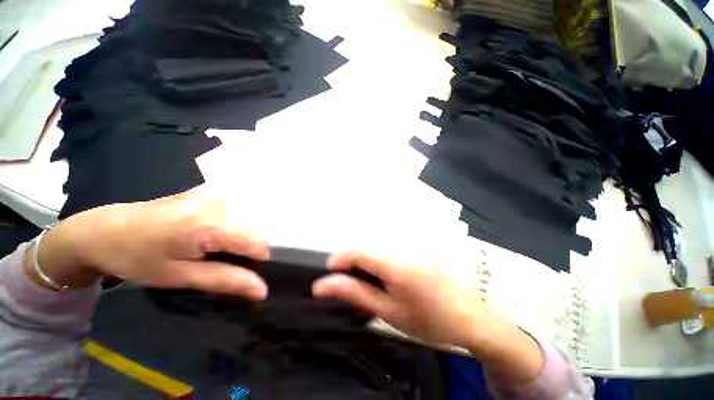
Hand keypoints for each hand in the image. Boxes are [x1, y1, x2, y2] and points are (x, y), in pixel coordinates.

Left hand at [25, 189, 269, 299]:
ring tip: (207, 251)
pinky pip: (232, 214)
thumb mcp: (181, 276)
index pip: (259, 244)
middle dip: (244, 251)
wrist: (101, 230)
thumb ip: (226, 280)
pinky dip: (226, 228)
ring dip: (235, 240)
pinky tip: (203, 235)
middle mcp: (220, 203)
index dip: (256, 263)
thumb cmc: (137, 257)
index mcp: (213, 224)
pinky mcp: (207, 193)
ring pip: (245, 223)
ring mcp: (214, 195)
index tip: (237, 274)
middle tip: (217, 264)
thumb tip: (263, 290)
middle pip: (254, 232)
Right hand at [312, 251, 490, 348]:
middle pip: (366, 246)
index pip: (357, 251)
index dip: (338, 260)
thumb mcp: (388, 311)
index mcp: (397, 263)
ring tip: (367, 283)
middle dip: (350, 262)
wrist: (470, 318)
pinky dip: (378, 259)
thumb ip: (355, 293)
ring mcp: (412, 245)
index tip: (328, 277)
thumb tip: (322, 285)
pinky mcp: (416, 247)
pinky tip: (385, 277)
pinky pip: (389, 247)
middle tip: (348, 285)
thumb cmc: (429, 321)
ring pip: (376, 246)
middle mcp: (404, 247)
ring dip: (364, 261)